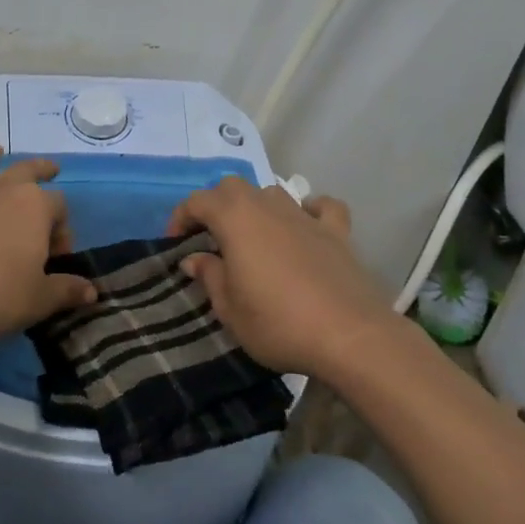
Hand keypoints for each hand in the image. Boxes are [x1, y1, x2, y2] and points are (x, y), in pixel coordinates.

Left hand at [0, 145, 95, 340]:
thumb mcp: (38, 300)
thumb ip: (66, 291)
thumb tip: (90, 291)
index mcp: (34, 207)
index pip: (58, 208)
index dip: (63, 230)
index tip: (57, 257)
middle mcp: (0, 191)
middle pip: (25, 171)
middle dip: (40, 170)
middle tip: (50, 169)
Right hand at [167, 178, 390, 377]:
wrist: (349, 335)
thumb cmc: (278, 323)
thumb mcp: (229, 309)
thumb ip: (210, 276)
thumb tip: (195, 258)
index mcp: (236, 218)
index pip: (197, 201)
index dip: (181, 218)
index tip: (175, 245)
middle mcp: (268, 205)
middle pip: (234, 187)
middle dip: (217, 206)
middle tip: (211, 239)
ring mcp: (306, 216)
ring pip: (273, 193)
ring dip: (257, 207)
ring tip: (253, 237)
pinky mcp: (338, 232)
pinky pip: (322, 208)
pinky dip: (310, 211)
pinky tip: (306, 227)